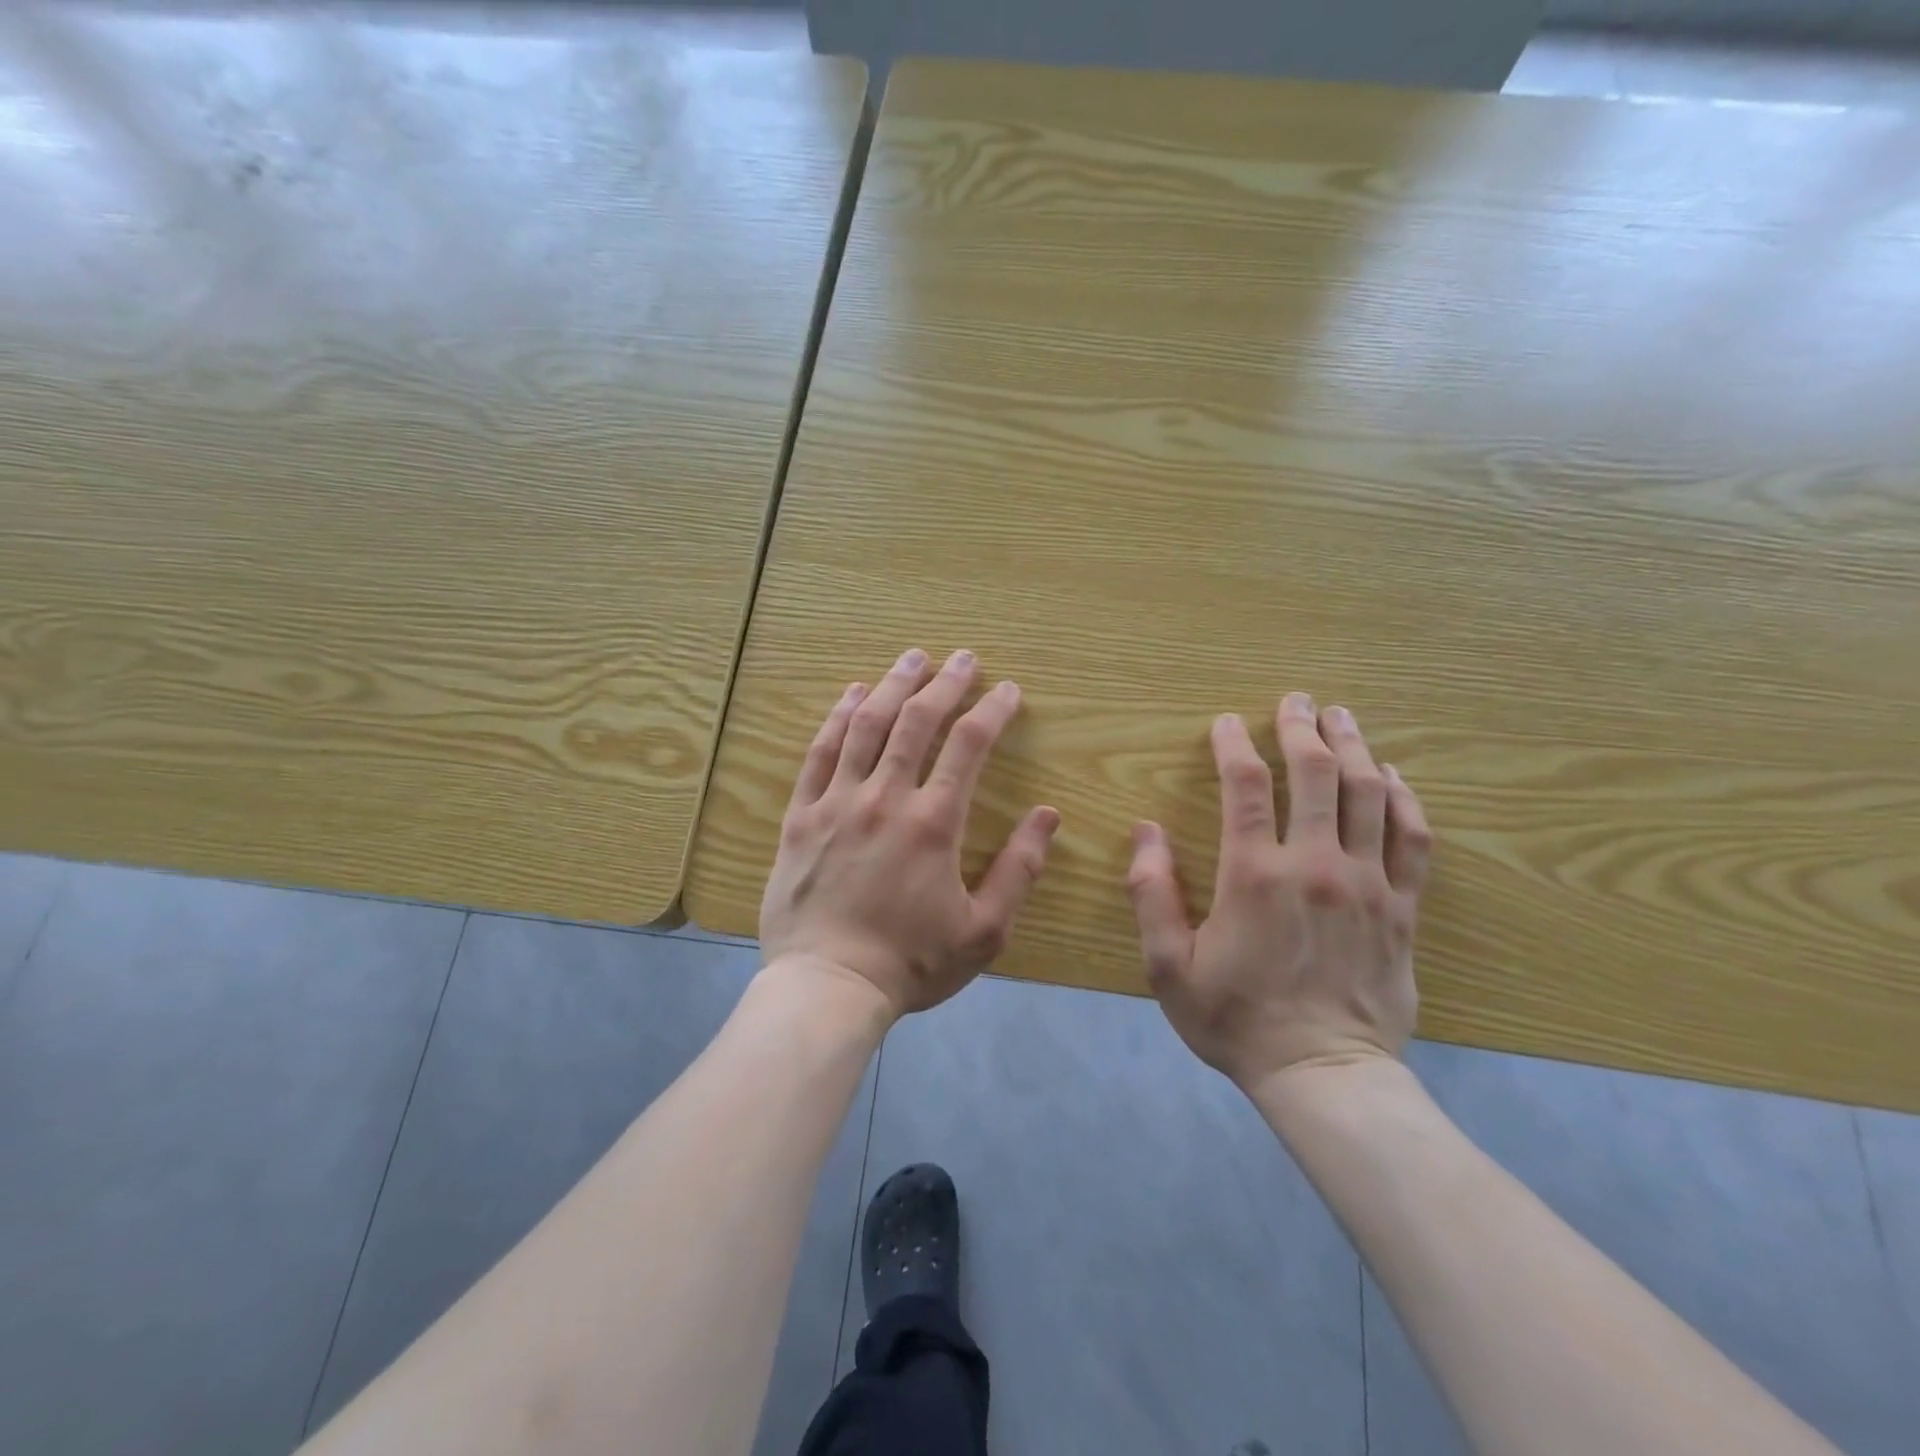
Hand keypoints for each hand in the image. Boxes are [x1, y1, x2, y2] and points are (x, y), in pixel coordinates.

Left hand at [760, 647, 1061, 1020]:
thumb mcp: (984, 930)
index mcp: (934, 822)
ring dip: (892, 685)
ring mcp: (837, 802)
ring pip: (866, 726)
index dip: (992, 711)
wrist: (827, 986)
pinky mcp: (801, 816)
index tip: (1007, 690)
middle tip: (963, 657)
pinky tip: (852, 694)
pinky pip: (818, 753)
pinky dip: (837, 717)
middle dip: (945, 683)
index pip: (969, 746)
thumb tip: (1048, 816)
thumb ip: (1019, 869)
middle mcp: (885, 798)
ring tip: (912, 658)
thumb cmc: (911, 962)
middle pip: (917, 722)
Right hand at [1125, 693, 1430, 1090]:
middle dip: (1302, 728)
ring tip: (1341, 717)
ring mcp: (1366, 884)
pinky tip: (1391, 775)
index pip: (1246, 787)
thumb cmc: (1235, 1019)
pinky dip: (1404, 799)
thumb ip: (1150, 894)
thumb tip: (1145, 831)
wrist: (1323, 1074)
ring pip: (1368, 796)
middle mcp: (1315, 866)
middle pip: (1316, 776)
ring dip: (1353, 748)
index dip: (1234, 745)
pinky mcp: (1401, 908)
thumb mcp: (1167, 966)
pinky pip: (1413, 839)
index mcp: (1254, 876)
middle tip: (1296, 700)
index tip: (1227, 722)